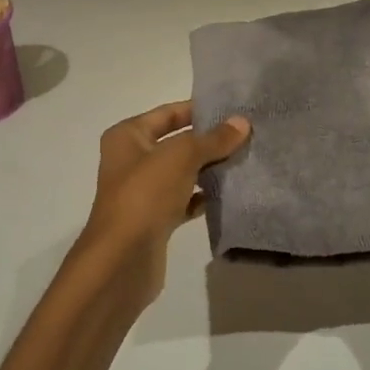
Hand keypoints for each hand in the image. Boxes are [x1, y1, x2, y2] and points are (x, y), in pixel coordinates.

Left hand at [72, 101, 250, 298]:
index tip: (233, 109)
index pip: (168, 113)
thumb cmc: (145, 195)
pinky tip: (231, 194)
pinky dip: (204, 197)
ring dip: (210, 169)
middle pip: (177, 143)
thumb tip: (242, 122)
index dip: (199, 109)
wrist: (122, 259)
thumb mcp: (181, 157)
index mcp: (127, 136)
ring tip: (246, 161)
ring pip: (183, 172)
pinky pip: (185, 200)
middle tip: (248, 135)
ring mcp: (143, 192)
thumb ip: (213, 139)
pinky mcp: (155, 219)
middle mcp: (132, 160)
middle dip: (210, 141)